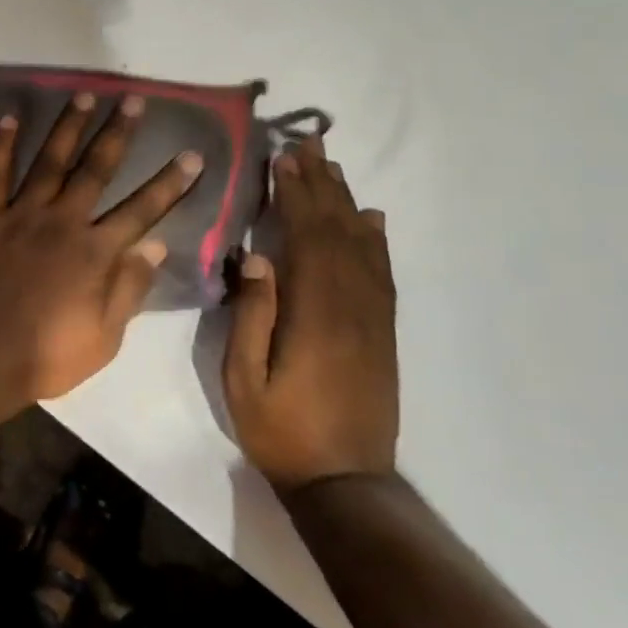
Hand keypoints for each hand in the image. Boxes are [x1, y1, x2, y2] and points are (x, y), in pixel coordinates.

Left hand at [0, 93, 203, 405]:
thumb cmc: (45, 354)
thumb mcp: (103, 337)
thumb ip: (129, 288)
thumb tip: (157, 245)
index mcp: (94, 252)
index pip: (142, 210)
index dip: (169, 182)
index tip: (191, 155)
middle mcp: (62, 221)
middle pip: (95, 169)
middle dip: (118, 133)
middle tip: (133, 101)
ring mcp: (21, 214)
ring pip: (49, 160)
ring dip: (68, 127)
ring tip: (84, 95)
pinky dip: (0, 145)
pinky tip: (8, 119)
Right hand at [224, 133, 397, 492]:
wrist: (346, 483)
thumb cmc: (282, 430)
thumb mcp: (244, 379)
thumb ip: (252, 316)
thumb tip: (257, 257)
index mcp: (315, 313)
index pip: (307, 237)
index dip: (296, 194)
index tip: (284, 158)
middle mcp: (351, 305)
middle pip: (338, 230)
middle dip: (321, 184)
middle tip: (308, 144)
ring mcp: (373, 318)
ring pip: (363, 246)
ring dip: (346, 201)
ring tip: (332, 166)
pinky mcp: (383, 332)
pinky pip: (383, 273)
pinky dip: (376, 239)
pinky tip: (371, 218)